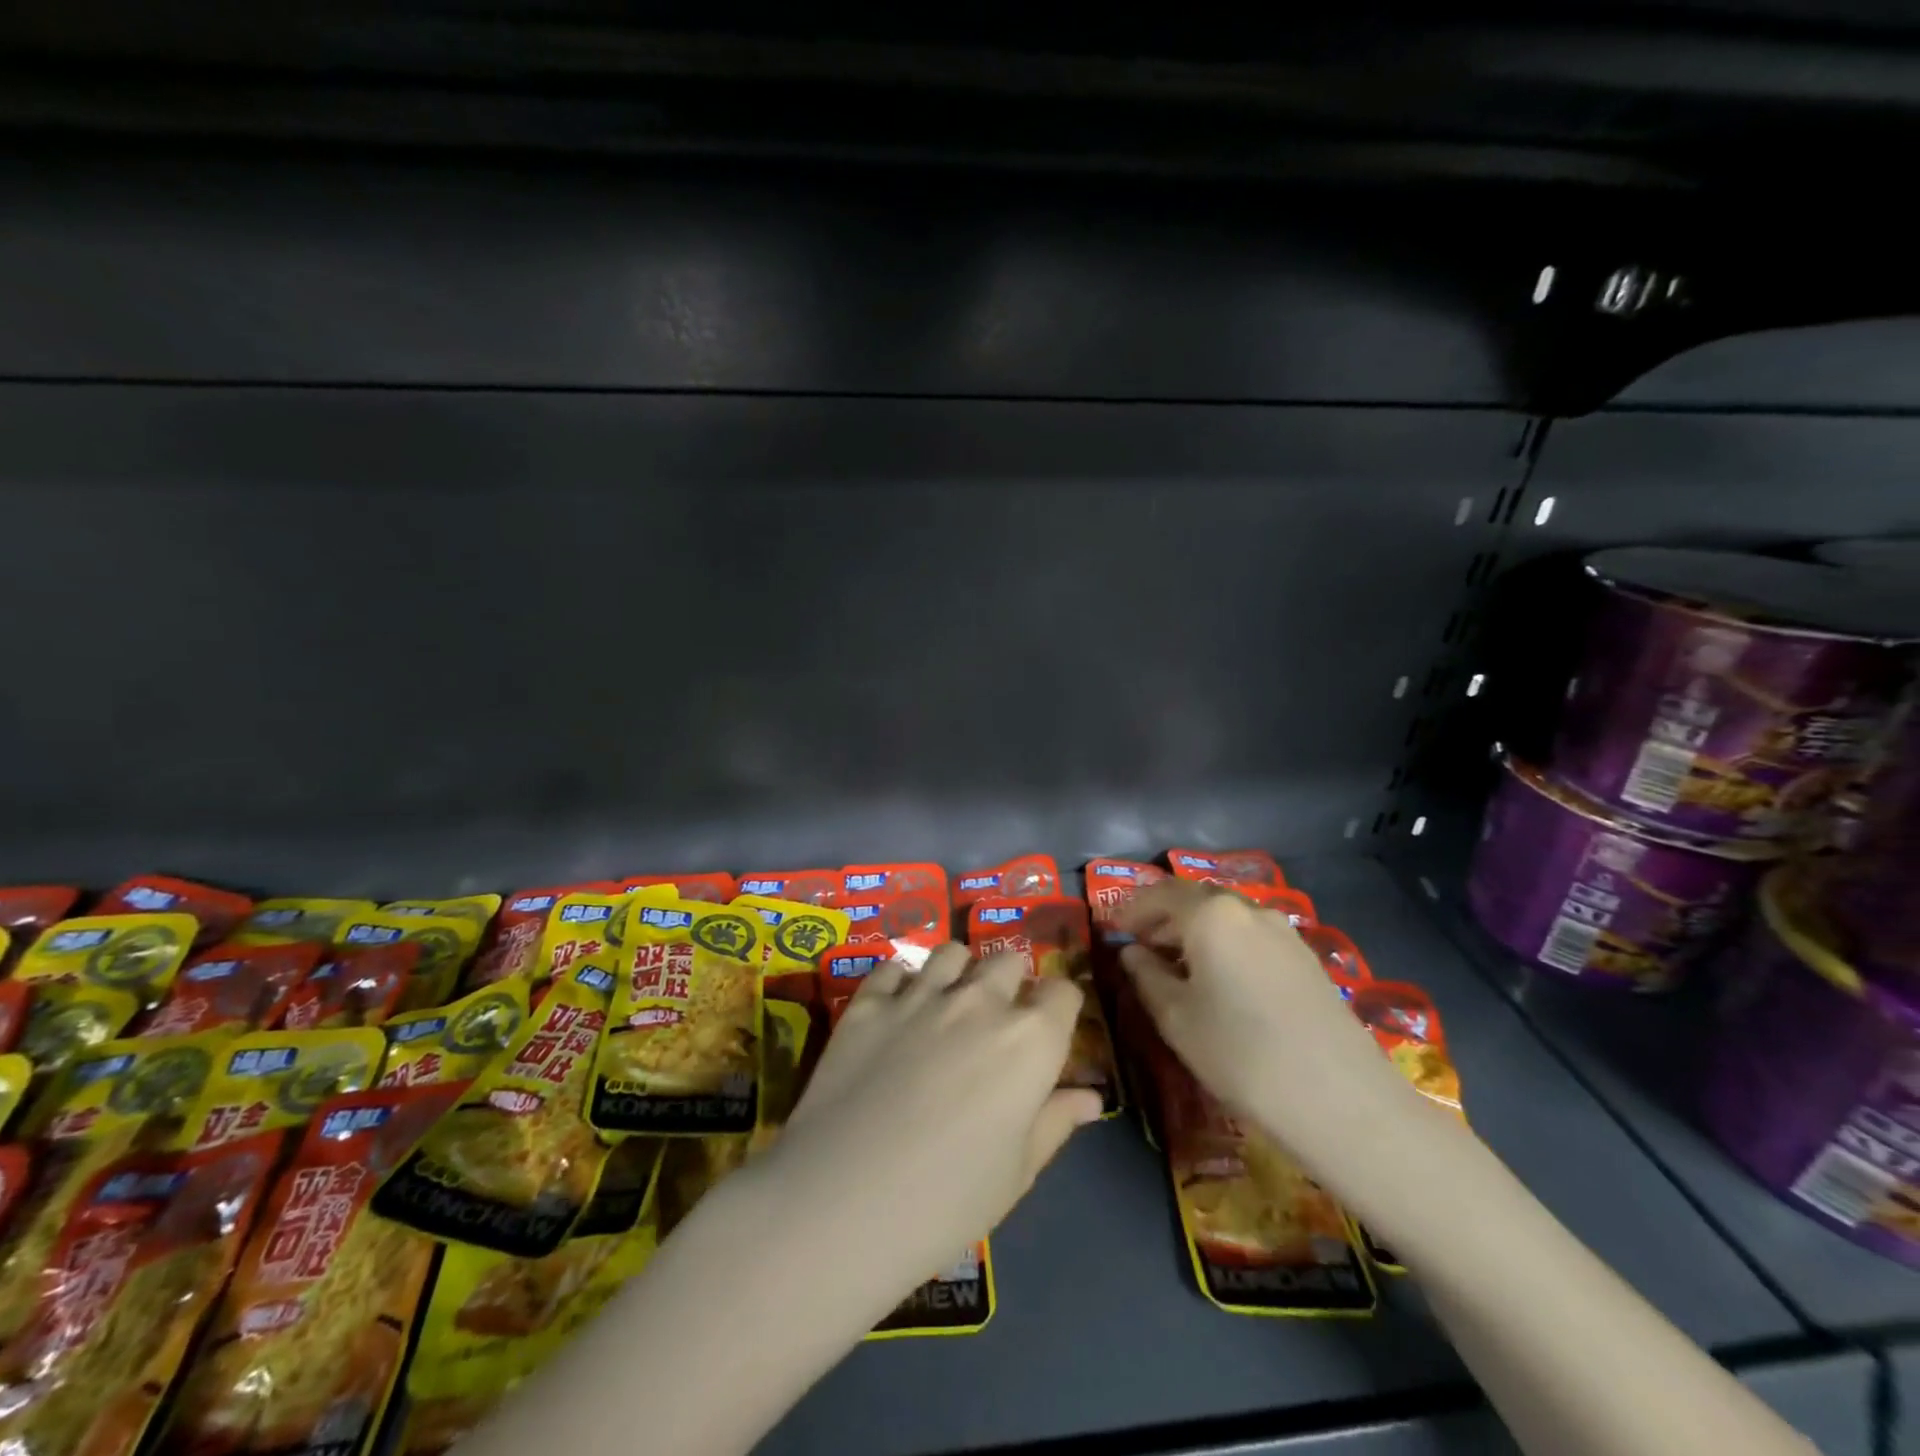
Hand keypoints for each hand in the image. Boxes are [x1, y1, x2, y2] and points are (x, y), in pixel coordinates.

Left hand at [758, 945, 1102, 1310]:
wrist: (841, 1203)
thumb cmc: (946, 1202)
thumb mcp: (1016, 1173)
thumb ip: (1055, 1121)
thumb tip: (1090, 1097)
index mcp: (1029, 1040)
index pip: (1062, 992)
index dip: (1058, 1008)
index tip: (1048, 1032)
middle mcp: (980, 1001)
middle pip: (1008, 961)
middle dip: (1010, 983)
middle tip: (995, 1023)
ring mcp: (920, 994)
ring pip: (952, 952)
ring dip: (959, 972)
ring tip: (947, 1005)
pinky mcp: (869, 1001)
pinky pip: (894, 967)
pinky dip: (902, 981)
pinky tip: (897, 1011)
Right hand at [1115, 879, 1418, 1169]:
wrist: (1341, 1101)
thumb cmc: (1240, 1055)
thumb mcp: (1176, 1018)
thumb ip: (1147, 976)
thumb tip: (1131, 953)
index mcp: (1211, 914)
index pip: (1159, 894)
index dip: (1130, 909)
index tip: (1111, 929)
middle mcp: (1249, 910)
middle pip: (1195, 900)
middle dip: (1163, 918)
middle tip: (1140, 946)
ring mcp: (1285, 933)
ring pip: (1227, 918)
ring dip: (1196, 933)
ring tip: (1178, 967)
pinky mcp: (1308, 959)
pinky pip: (1253, 938)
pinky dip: (1226, 946)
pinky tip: (1222, 982)